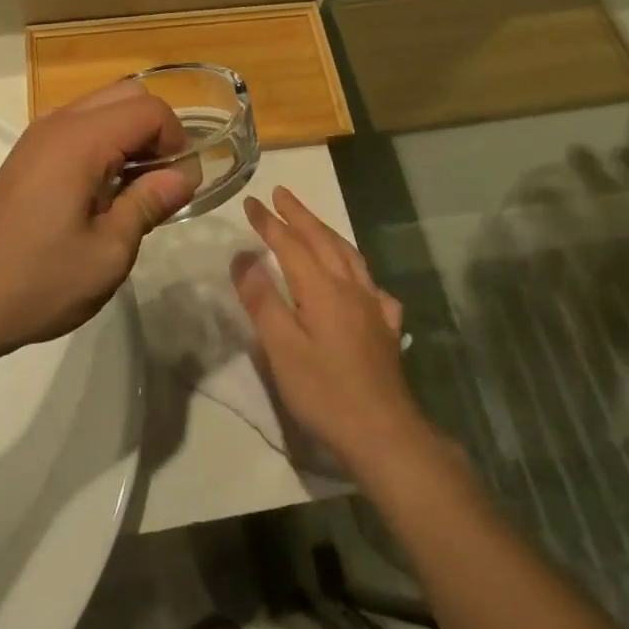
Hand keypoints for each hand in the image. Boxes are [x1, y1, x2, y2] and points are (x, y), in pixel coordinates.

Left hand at [0, 81, 194, 367]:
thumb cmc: (39, 281)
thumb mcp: (108, 252)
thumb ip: (148, 204)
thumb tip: (184, 175)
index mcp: (80, 141)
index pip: (149, 109)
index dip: (176, 140)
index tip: (178, 184)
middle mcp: (58, 123)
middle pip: (127, 95)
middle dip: (155, 130)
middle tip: (160, 183)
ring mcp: (38, 135)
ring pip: (103, 106)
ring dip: (129, 135)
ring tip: (133, 190)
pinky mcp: (28, 153)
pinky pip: (80, 126)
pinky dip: (104, 142)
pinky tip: (102, 192)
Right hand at [233, 187, 419, 470]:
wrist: (385, 434)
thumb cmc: (325, 391)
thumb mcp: (281, 347)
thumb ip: (261, 298)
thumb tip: (243, 255)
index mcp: (321, 288)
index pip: (290, 244)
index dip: (269, 222)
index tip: (250, 201)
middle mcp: (350, 287)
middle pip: (322, 240)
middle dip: (299, 215)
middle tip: (281, 194)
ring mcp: (373, 307)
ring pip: (349, 256)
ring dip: (327, 233)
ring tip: (314, 223)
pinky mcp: (385, 330)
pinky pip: (372, 286)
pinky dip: (359, 271)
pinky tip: (360, 282)